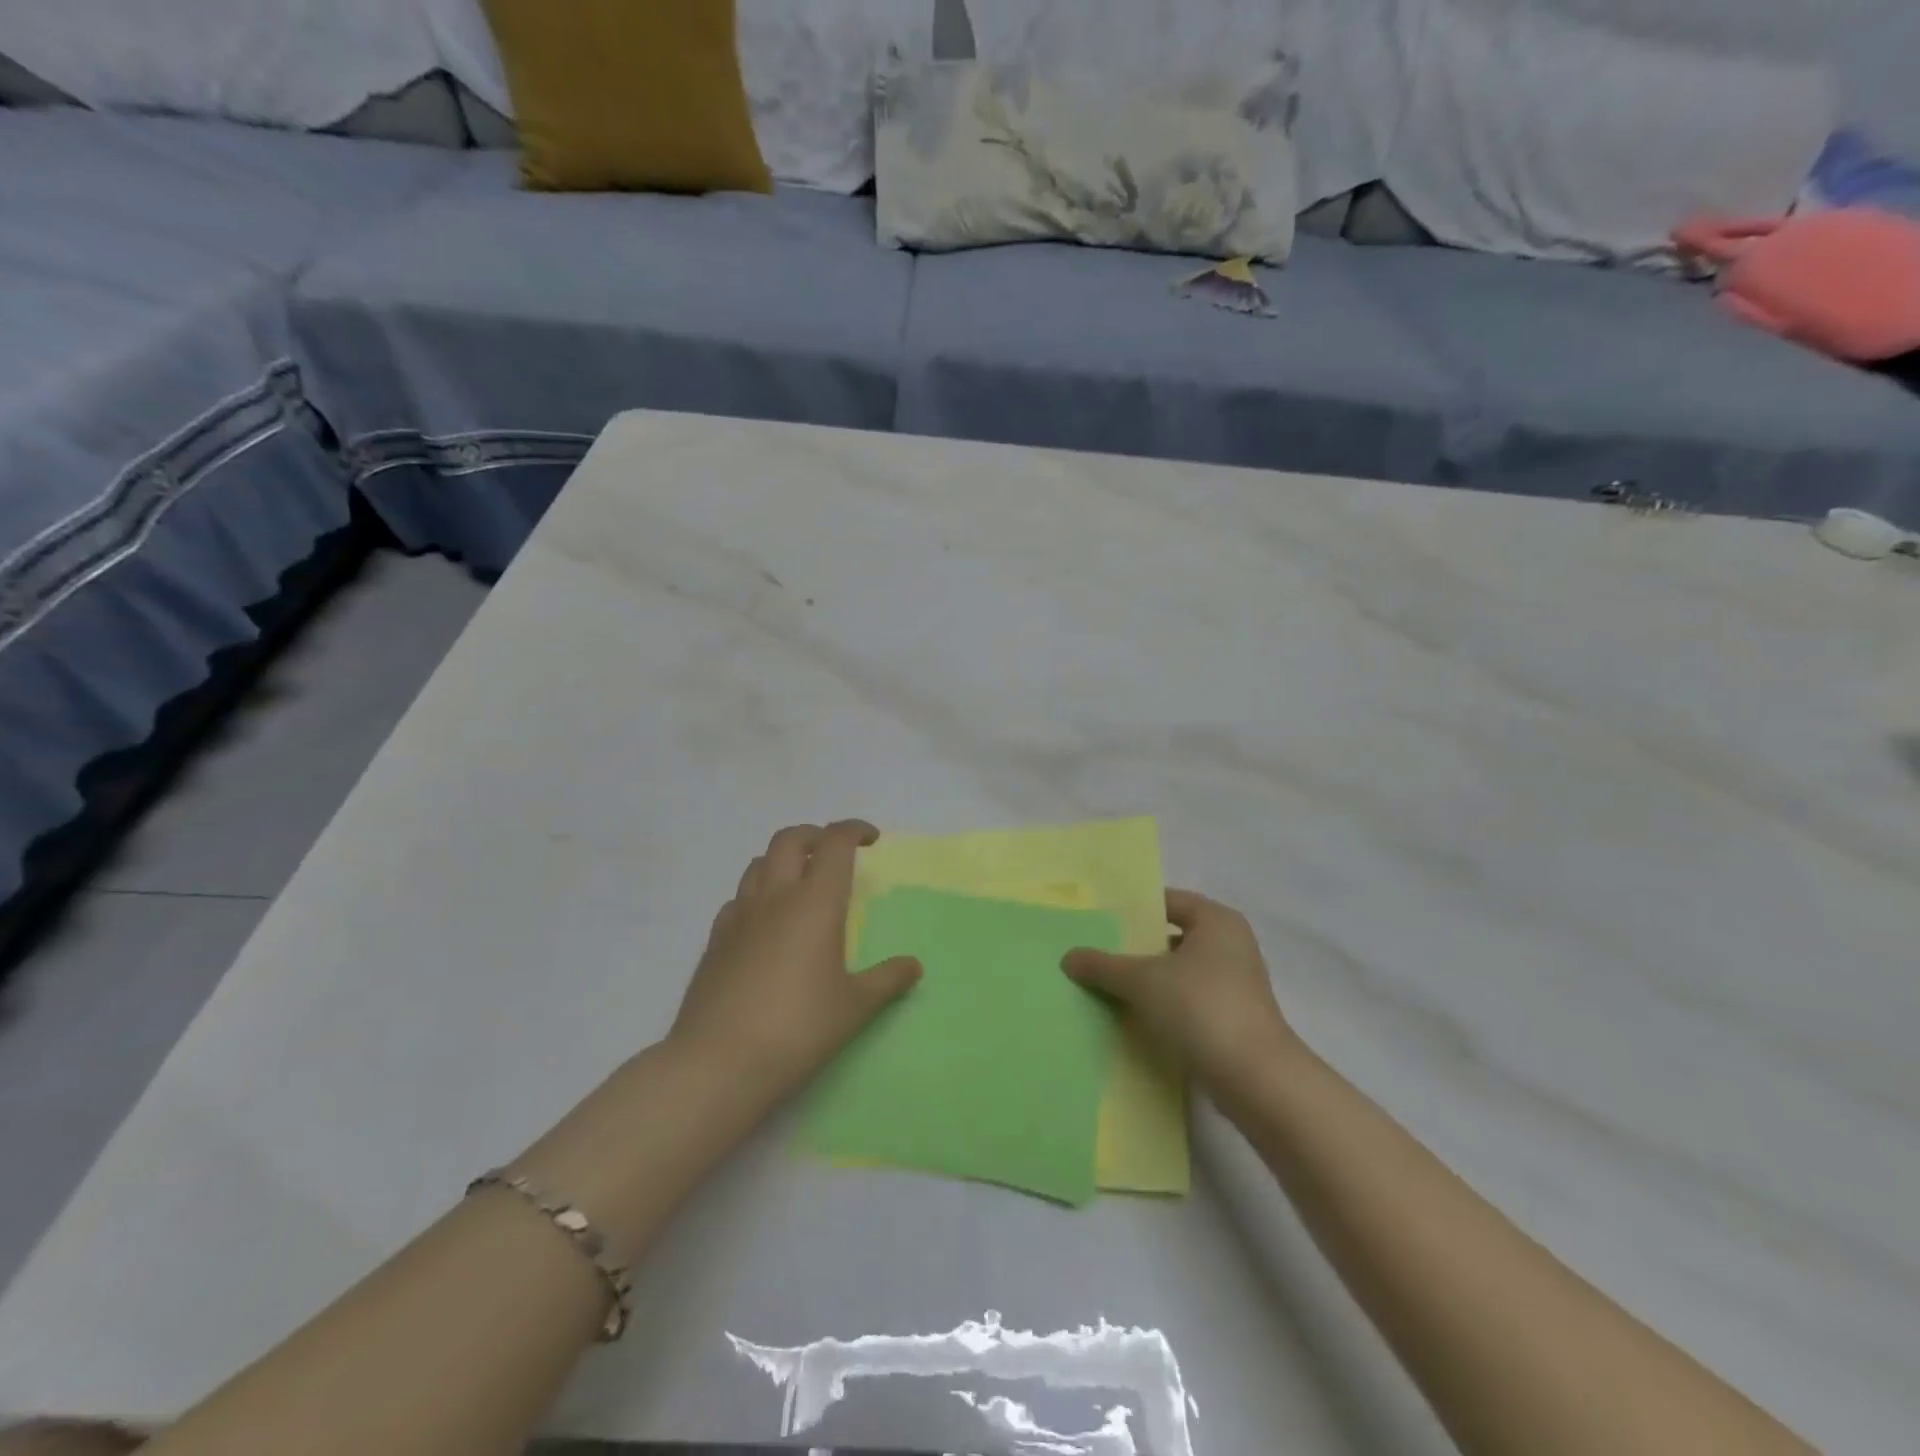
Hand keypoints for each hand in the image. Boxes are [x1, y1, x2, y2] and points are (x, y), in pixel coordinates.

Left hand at [668, 821, 921, 1109]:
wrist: (718, 1063)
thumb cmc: (798, 1029)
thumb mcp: (854, 1007)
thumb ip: (887, 980)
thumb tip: (914, 966)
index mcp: (815, 903)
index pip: (834, 843)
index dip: (854, 830)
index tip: (871, 839)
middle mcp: (775, 898)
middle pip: (790, 839)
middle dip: (815, 834)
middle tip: (833, 852)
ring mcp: (739, 916)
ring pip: (758, 864)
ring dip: (782, 859)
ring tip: (799, 881)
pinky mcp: (714, 940)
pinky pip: (737, 899)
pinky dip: (756, 895)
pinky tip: (764, 923)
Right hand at [1062, 889, 1297, 1095]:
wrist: (1256, 1080)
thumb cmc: (1201, 1008)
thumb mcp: (1142, 981)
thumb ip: (1103, 965)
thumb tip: (1068, 957)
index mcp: (1217, 921)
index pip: (1168, 902)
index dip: (1134, 910)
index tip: (1099, 921)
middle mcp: (1231, 945)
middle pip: (1172, 937)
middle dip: (1136, 947)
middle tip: (1096, 953)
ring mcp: (1236, 984)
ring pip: (1180, 972)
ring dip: (1148, 980)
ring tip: (1107, 986)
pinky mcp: (1233, 1019)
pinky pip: (1189, 1001)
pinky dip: (1164, 1005)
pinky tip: (1134, 1017)